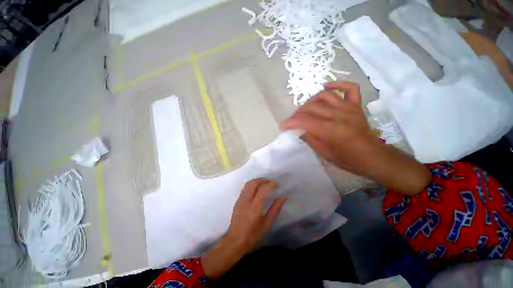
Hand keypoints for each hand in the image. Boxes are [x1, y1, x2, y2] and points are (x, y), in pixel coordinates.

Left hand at [202, 179, 285, 279]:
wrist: (235, 242)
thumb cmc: (253, 235)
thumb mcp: (267, 224)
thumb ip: (275, 209)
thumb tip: (283, 197)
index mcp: (255, 206)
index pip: (263, 189)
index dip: (271, 184)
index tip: (277, 184)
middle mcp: (246, 200)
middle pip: (254, 183)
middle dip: (263, 180)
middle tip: (271, 182)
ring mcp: (240, 199)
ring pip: (248, 184)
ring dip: (257, 181)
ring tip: (264, 183)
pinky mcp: (237, 201)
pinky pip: (245, 188)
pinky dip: (252, 185)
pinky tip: (256, 189)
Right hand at [280, 81, 379, 175]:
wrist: (372, 157)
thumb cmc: (347, 159)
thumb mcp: (324, 154)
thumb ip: (310, 138)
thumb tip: (299, 129)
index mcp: (332, 131)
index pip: (305, 121)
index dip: (291, 122)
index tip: (283, 126)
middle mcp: (340, 115)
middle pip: (312, 108)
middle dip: (297, 114)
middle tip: (292, 121)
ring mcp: (350, 108)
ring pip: (324, 96)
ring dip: (310, 102)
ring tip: (304, 110)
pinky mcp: (356, 105)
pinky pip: (349, 88)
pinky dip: (337, 85)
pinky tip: (325, 87)